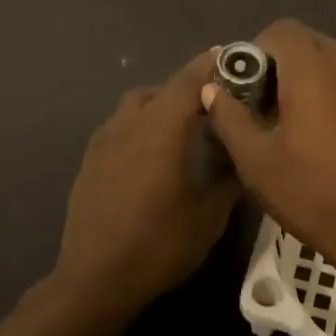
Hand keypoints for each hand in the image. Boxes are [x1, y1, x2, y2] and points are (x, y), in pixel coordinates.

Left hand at [54, 50, 238, 313]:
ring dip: (163, 105)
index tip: (233, 57)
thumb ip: (230, 176)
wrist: (96, 278)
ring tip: (185, 128)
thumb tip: (245, 155)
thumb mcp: (211, 214)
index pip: (190, 79)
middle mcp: (130, 122)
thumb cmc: (160, 244)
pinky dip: (142, 125)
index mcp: (162, 127)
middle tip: (217, 104)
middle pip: (164, 88)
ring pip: (138, 105)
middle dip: (191, 88)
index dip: (213, 64)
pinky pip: (121, 126)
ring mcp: (105, 140)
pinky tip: (153, 154)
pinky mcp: (90, 159)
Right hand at [200, 19, 335, 282]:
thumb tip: (213, 88)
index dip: (262, 50)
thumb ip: (230, 118)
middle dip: (294, 65)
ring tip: (324, 118)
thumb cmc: (313, 197)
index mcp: (312, 70)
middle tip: (283, 107)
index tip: (256, 85)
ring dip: (329, 76)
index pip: (282, 31)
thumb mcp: (256, 164)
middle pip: (315, 44)